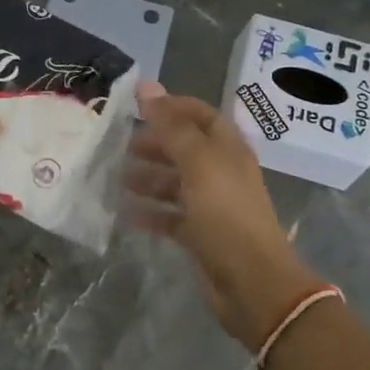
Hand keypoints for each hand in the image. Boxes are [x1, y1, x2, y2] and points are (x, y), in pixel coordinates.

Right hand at [126, 82, 328, 350]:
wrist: (252, 283)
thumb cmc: (226, 214)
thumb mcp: (197, 164)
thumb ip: (171, 126)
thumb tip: (146, 86)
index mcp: (227, 150)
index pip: (201, 115)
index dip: (172, 107)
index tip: (138, 107)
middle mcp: (221, 173)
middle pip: (185, 148)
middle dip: (155, 144)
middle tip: (122, 146)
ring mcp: (212, 205)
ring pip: (176, 183)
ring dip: (148, 178)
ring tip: (117, 179)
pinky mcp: (202, 235)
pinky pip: (172, 217)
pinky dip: (151, 213)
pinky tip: (127, 215)